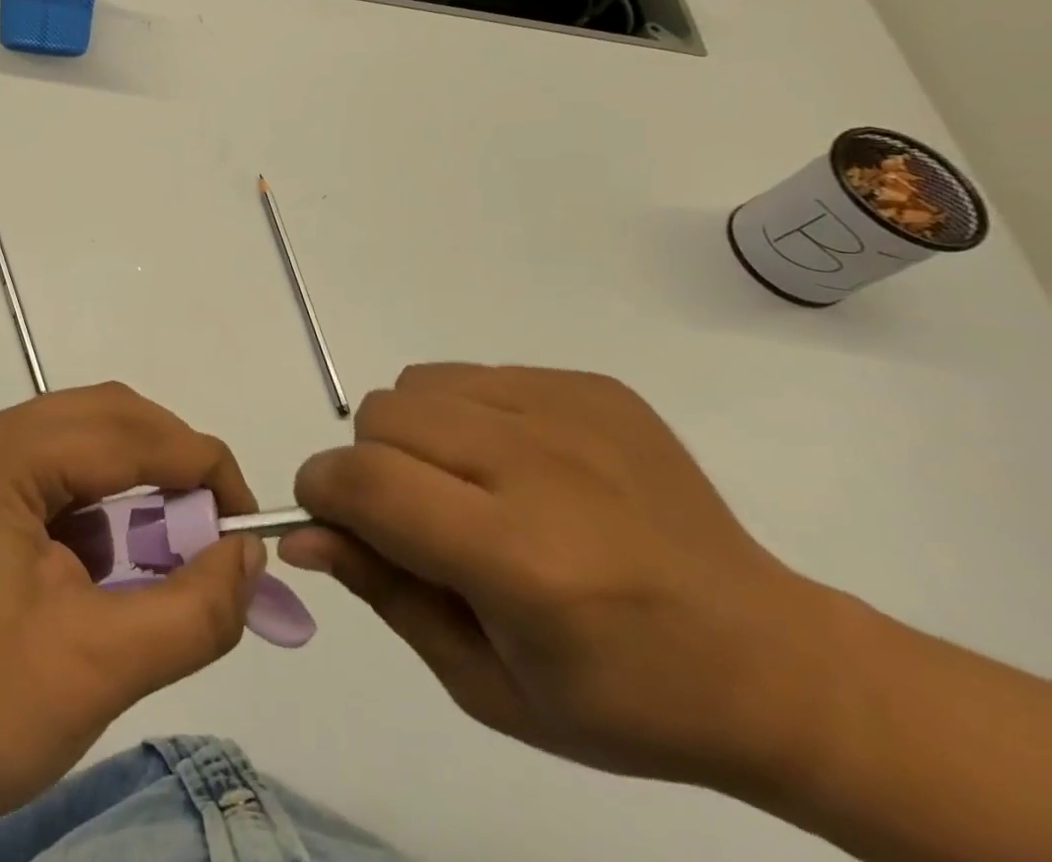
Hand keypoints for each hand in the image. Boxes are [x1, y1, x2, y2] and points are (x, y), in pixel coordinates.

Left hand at [0, 383, 266, 840]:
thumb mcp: (101, 665)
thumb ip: (194, 608)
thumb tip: (248, 554)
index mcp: (2, 455)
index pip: (125, 432)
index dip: (199, 465)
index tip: (248, 520)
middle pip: (102, 419)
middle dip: (169, 466)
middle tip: (213, 529)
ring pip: (79, 444)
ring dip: (132, 487)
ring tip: (163, 555)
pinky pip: (51, 476)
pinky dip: (94, 510)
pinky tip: (102, 569)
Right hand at [282, 363, 823, 789]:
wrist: (771, 662)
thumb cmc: (620, 698)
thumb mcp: (485, 683)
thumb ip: (382, 593)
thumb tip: (302, 534)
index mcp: (521, 560)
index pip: (367, 482)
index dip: (322, 492)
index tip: (328, 517)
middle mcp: (541, 467)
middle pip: (383, 416)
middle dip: (370, 466)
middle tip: (418, 518)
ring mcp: (572, 413)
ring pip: (419, 384)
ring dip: (416, 435)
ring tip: (469, 488)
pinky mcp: (593, 386)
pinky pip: (475, 374)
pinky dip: (467, 415)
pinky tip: (521, 467)